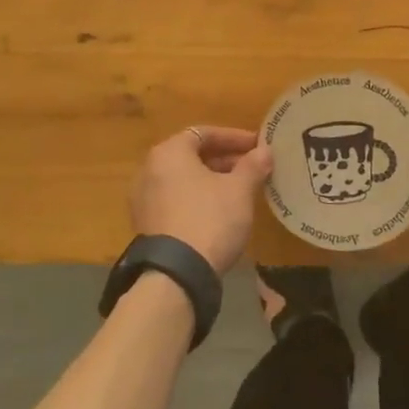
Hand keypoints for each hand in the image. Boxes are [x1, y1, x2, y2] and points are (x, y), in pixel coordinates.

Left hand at [129, 126, 273, 274]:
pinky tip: (220, 212)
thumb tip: (264, 151)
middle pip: (192, 156)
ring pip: (184, 179)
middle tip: (252, 168)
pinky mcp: (146, 224)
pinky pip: (175, 200)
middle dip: (225, 160)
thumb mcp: (239, 190)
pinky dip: (197, 198)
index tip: (258, 146)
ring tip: (240, 190)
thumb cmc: (210, 219)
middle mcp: (149, 169)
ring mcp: (143, 198)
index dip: (234, 138)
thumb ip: (252, 166)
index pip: (204, 133)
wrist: (176, 275)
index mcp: (169, 152)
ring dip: (212, 180)